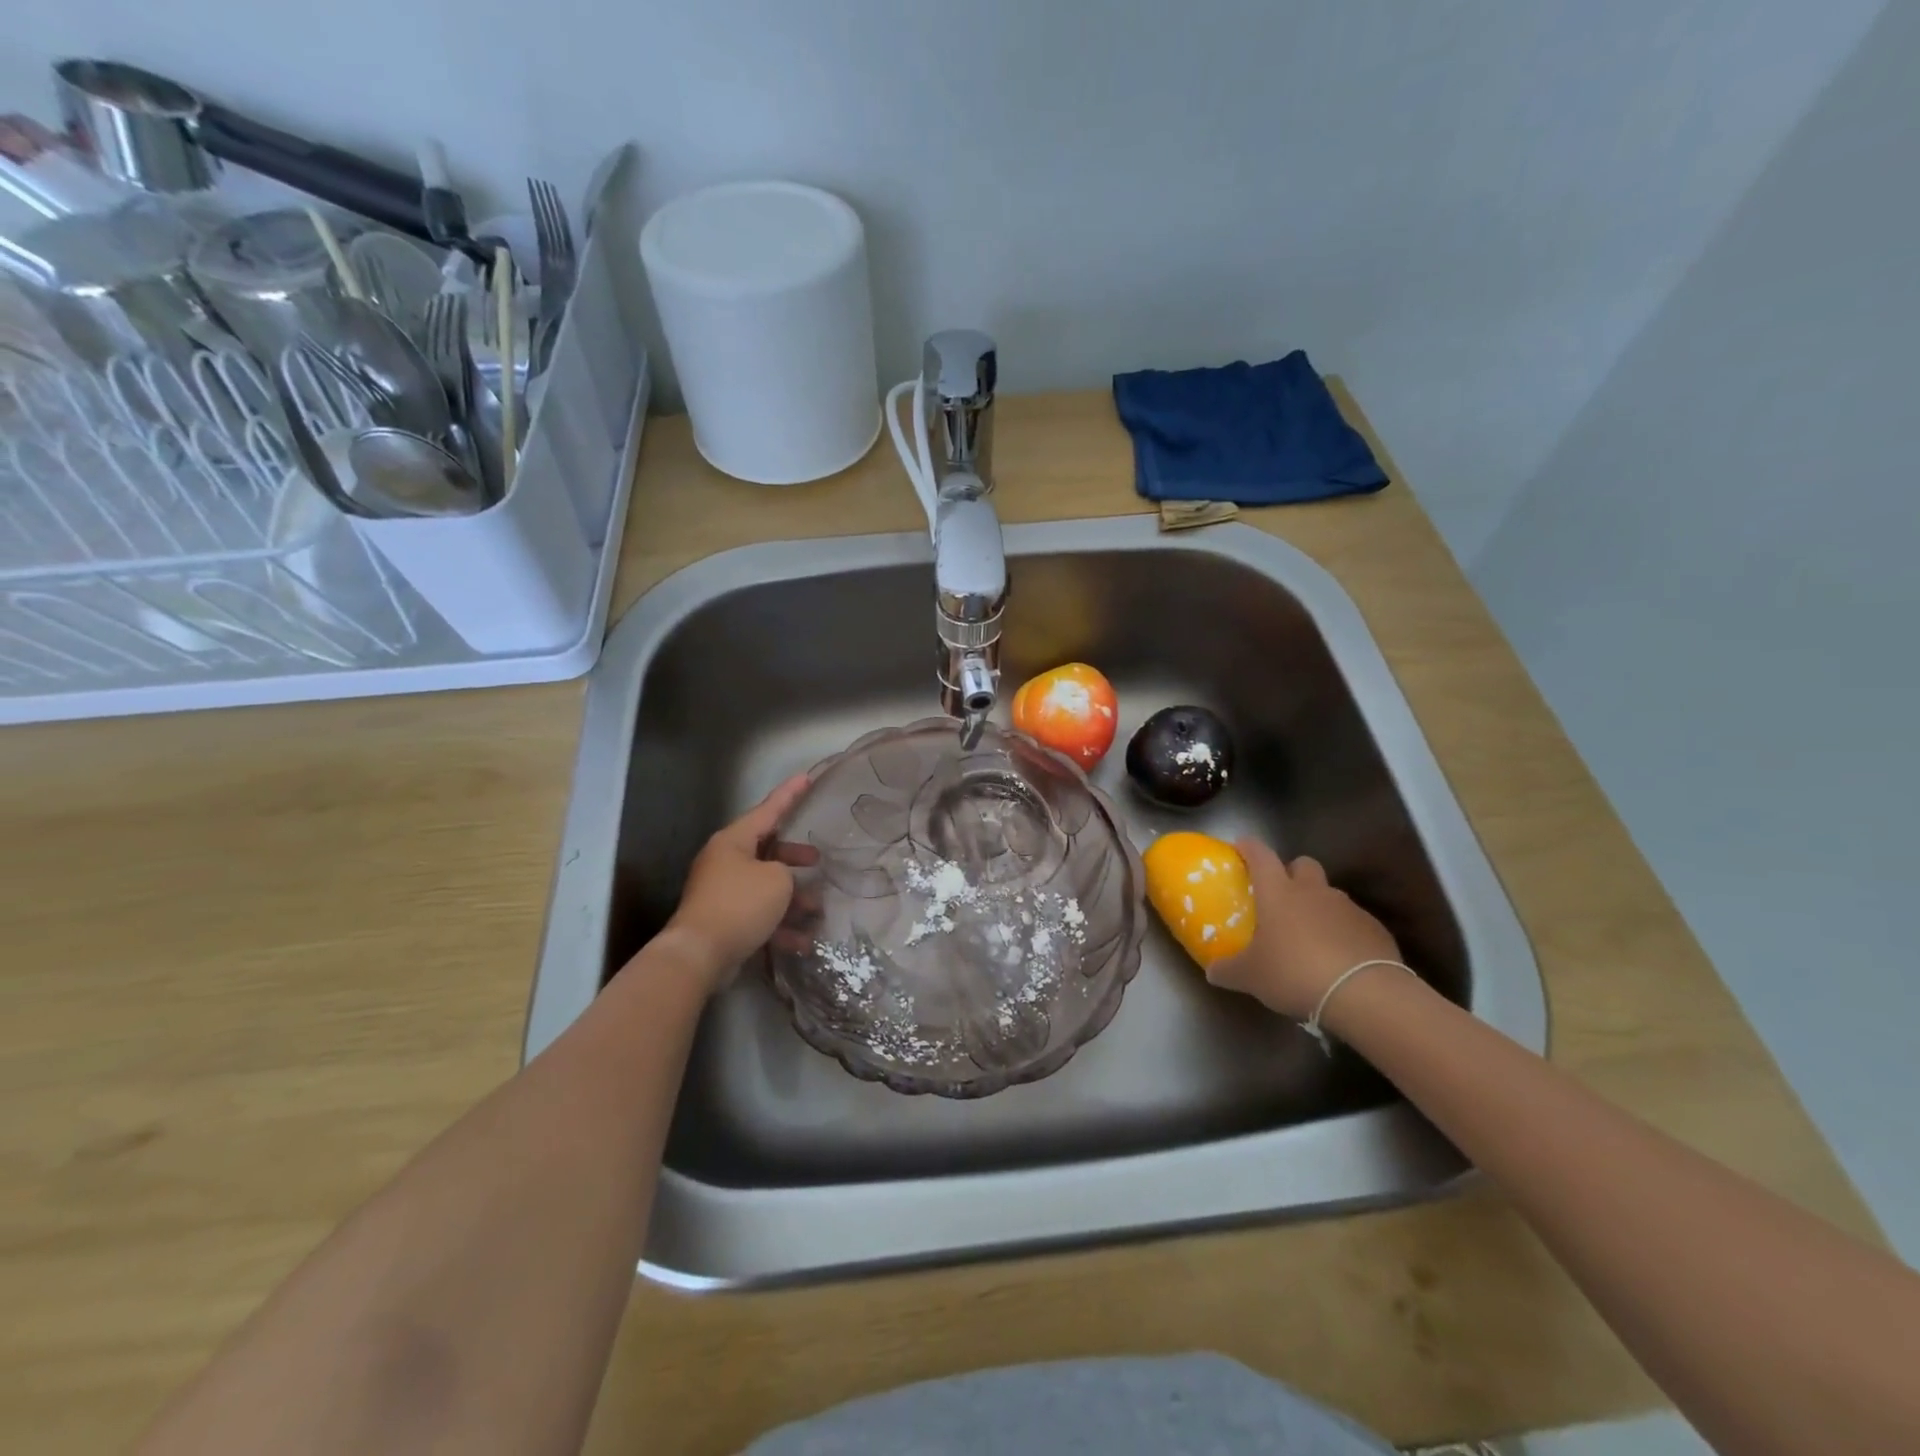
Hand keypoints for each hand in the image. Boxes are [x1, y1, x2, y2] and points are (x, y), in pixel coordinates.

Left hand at [660, 774, 819, 990]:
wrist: (699, 954)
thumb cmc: (740, 904)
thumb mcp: (777, 879)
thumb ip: (786, 871)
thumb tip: (781, 882)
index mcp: (733, 841)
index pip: (767, 810)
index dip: (789, 795)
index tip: (806, 778)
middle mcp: (725, 862)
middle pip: (767, 851)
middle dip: (795, 858)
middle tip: (818, 861)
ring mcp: (723, 892)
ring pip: (766, 887)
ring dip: (793, 899)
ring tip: (817, 910)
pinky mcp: (724, 920)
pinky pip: (759, 915)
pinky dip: (780, 926)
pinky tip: (802, 942)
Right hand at [1207, 839, 1401, 1020]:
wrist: (1364, 994)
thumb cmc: (1294, 973)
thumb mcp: (1250, 977)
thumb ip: (1227, 970)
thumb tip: (1212, 971)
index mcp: (1278, 893)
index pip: (1260, 855)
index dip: (1249, 847)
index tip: (1241, 846)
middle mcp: (1313, 892)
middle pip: (1303, 864)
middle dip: (1292, 872)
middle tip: (1281, 895)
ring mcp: (1348, 908)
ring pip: (1329, 894)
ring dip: (1318, 906)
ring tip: (1309, 936)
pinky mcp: (1375, 929)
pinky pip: (1353, 922)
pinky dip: (1343, 932)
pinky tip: (1338, 958)